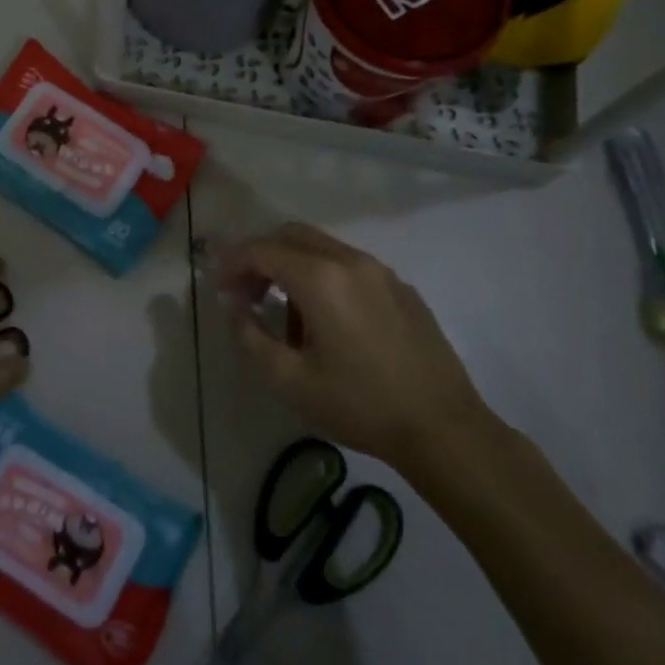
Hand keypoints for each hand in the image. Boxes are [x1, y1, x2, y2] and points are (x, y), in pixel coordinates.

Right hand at [221, 222, 492, 466]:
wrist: (443, 428)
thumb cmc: (360, 405)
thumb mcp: (290, 381)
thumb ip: (251, 337)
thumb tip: (236, 309)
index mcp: (321, 279)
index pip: (262, 250)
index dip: (233, 264)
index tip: (220, 289)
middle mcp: (351, 261)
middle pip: (292, 235)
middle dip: (261, 257)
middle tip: (246, 294)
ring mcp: (381, 272)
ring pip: (322, 248)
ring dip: (292, 267)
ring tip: (286, 318)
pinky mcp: (402, 289)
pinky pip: (350, 267)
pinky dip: (324, 278)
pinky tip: (327, 323)